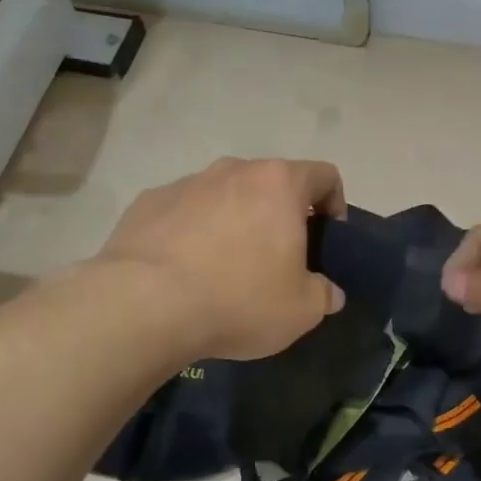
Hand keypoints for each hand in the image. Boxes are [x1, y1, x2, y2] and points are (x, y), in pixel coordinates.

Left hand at [97, 157, 347, 361]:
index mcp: (279, 184)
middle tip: (278, 260)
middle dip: (281, 216)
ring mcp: (187, 183)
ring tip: (226, 269)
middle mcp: (233, 170)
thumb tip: (328, 291)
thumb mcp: (302, 310)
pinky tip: (186, 271)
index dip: (335, 204)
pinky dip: (194, 233)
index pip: (323, 176)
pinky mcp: (148, 202)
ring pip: (225, 196)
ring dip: (235, 222)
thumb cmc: (239, 299)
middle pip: (271, 184)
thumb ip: (324, 294)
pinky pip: (185, 212)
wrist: (145, 305)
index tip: (327, 240)